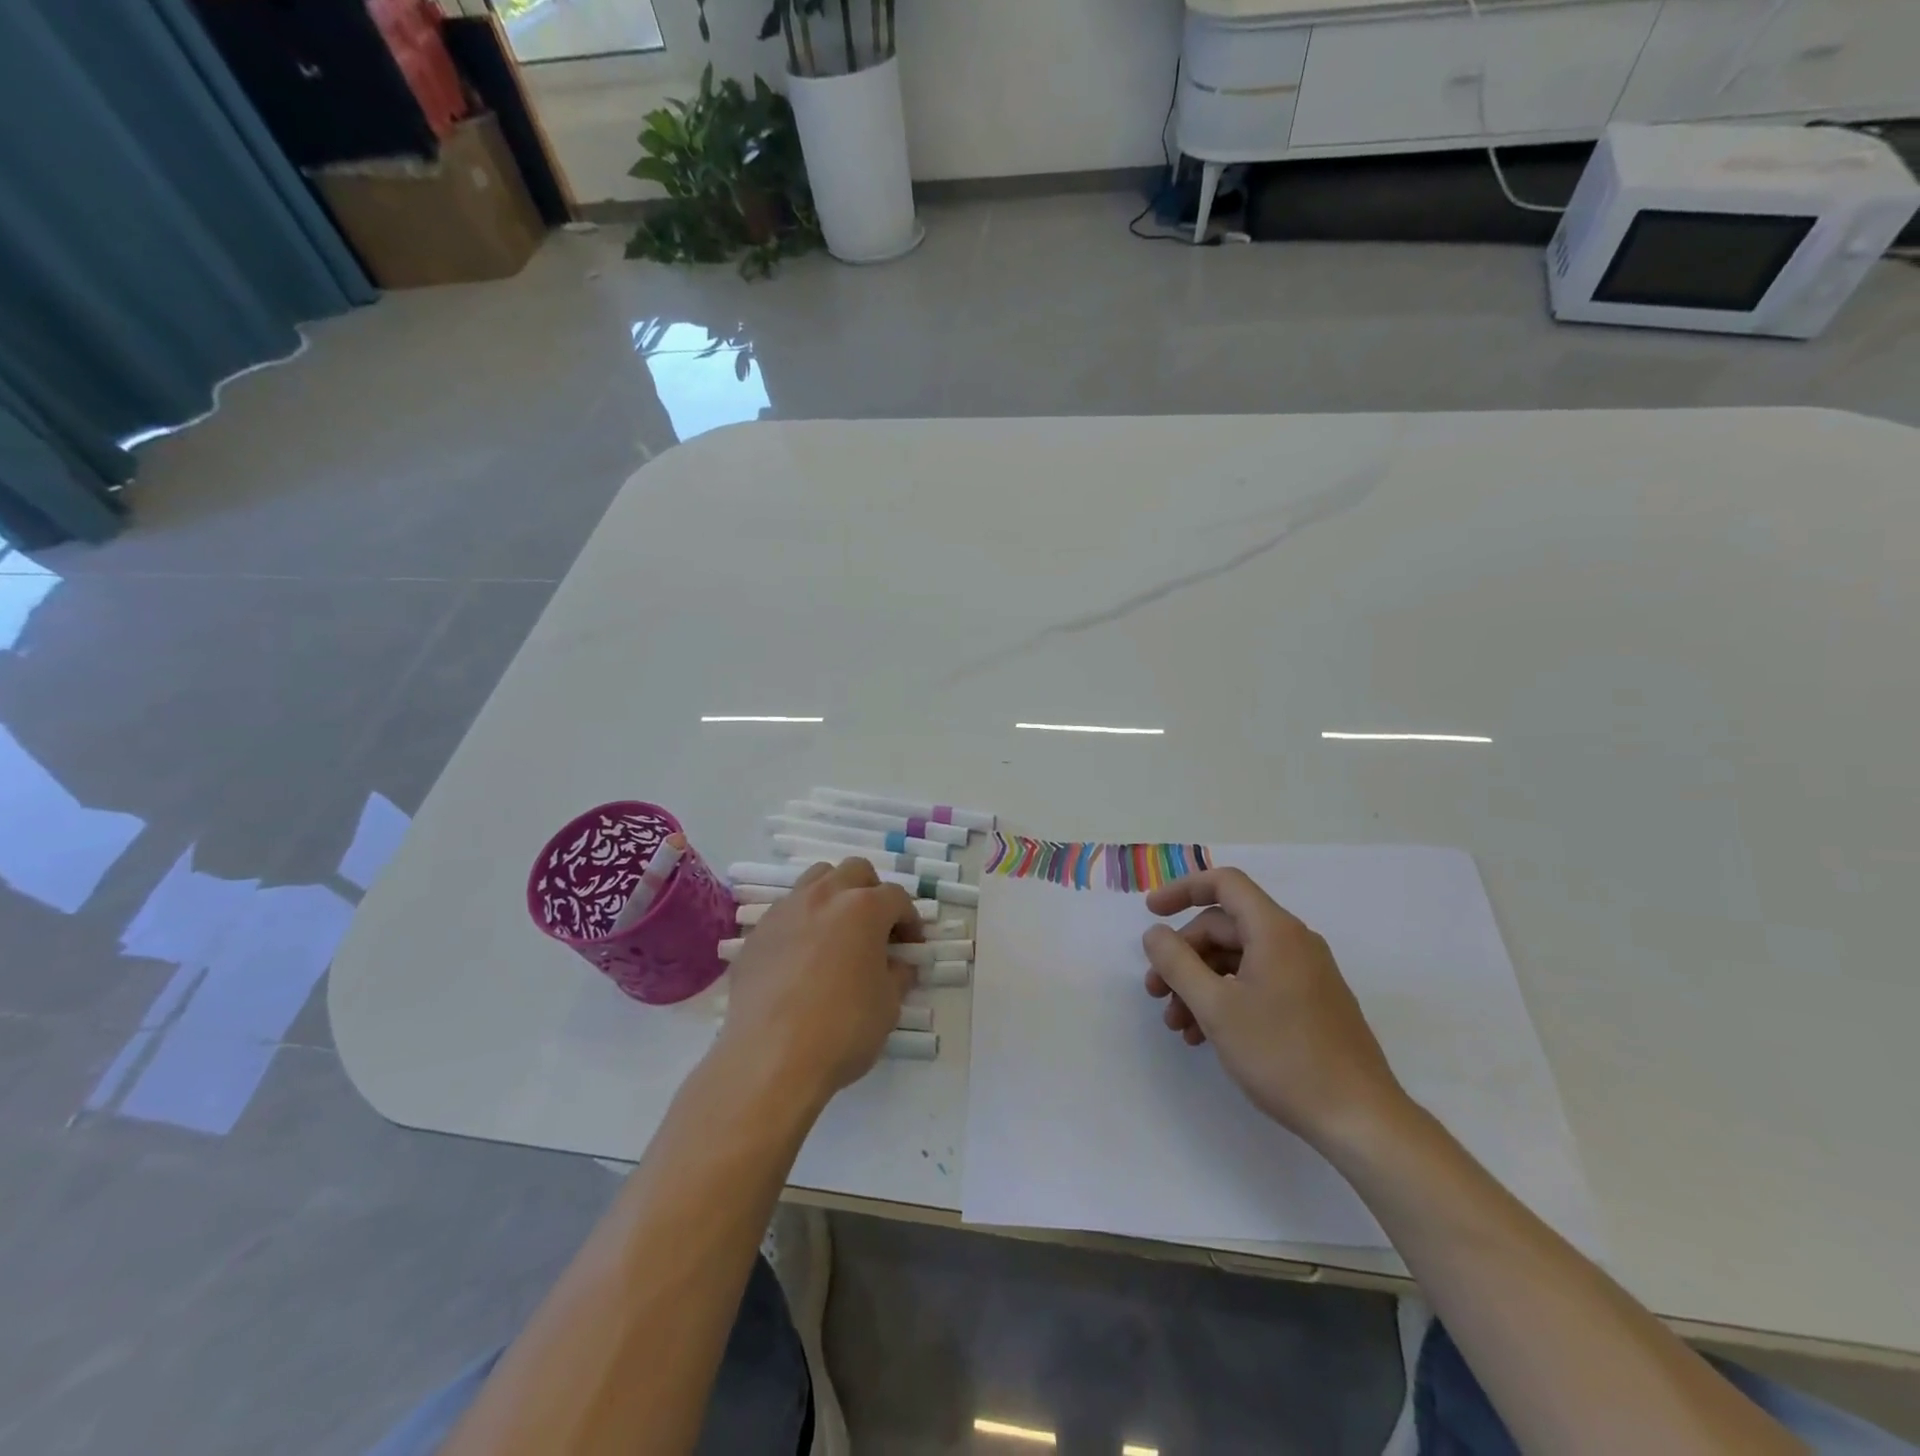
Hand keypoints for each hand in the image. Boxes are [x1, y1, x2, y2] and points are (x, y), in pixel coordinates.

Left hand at [717, 859, 921, 1104]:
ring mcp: (786, 911)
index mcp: (864, 908)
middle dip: (872, 892)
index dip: (910, 920)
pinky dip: (802, 922)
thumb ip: (898, 974)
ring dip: (834, 896)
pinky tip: (802, 958)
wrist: (771, 1058)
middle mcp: (824, 896)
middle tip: (876, 929)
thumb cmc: (843, 1029)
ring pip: (816, 879)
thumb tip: (898, 965)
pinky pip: (786, 912)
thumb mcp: (889, 1005)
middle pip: (855, 871)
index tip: (912, 946)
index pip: (896, 897)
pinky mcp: (757, 933)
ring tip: (838, 932)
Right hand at [1143, 868, 1408, 1148]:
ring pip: (1238, 960)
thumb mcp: (1216, 1008)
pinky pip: (1257, 983)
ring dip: (1200, 983)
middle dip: (1184, 955)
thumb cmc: (1283, 1055)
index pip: (1224, 884)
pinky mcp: (1311, 1003)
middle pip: (1225, 927)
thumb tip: (1155, 934)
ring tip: (1177, 1024)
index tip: (1151, 912)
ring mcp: (1306, 974)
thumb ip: (1177, 963)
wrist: (1360, 1119)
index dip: (1182, 890)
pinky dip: (1226, 998)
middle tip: (1155, 991)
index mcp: (1275, 931)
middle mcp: (1294, 943)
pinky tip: (1204, 1036)